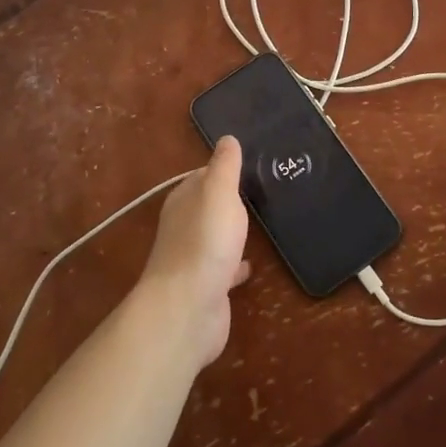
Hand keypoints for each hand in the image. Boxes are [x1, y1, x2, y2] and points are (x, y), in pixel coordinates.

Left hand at [137, 136, 251, 365]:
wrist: (188, 308)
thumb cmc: (205, 242)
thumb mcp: (219, 193)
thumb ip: (224, 166)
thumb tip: (227, 138)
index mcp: (184, 201)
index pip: (202, 176)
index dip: (222, 169)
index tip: (249, 164)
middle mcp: (184, 227)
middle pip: (207, 206)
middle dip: (228, 200)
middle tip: (262, 191)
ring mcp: (193, 259)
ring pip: (215, 237)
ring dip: (231, 231)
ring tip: (261, 223)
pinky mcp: (206, 287)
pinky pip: (224, 268)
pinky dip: (235, 264)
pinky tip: (251, 265)